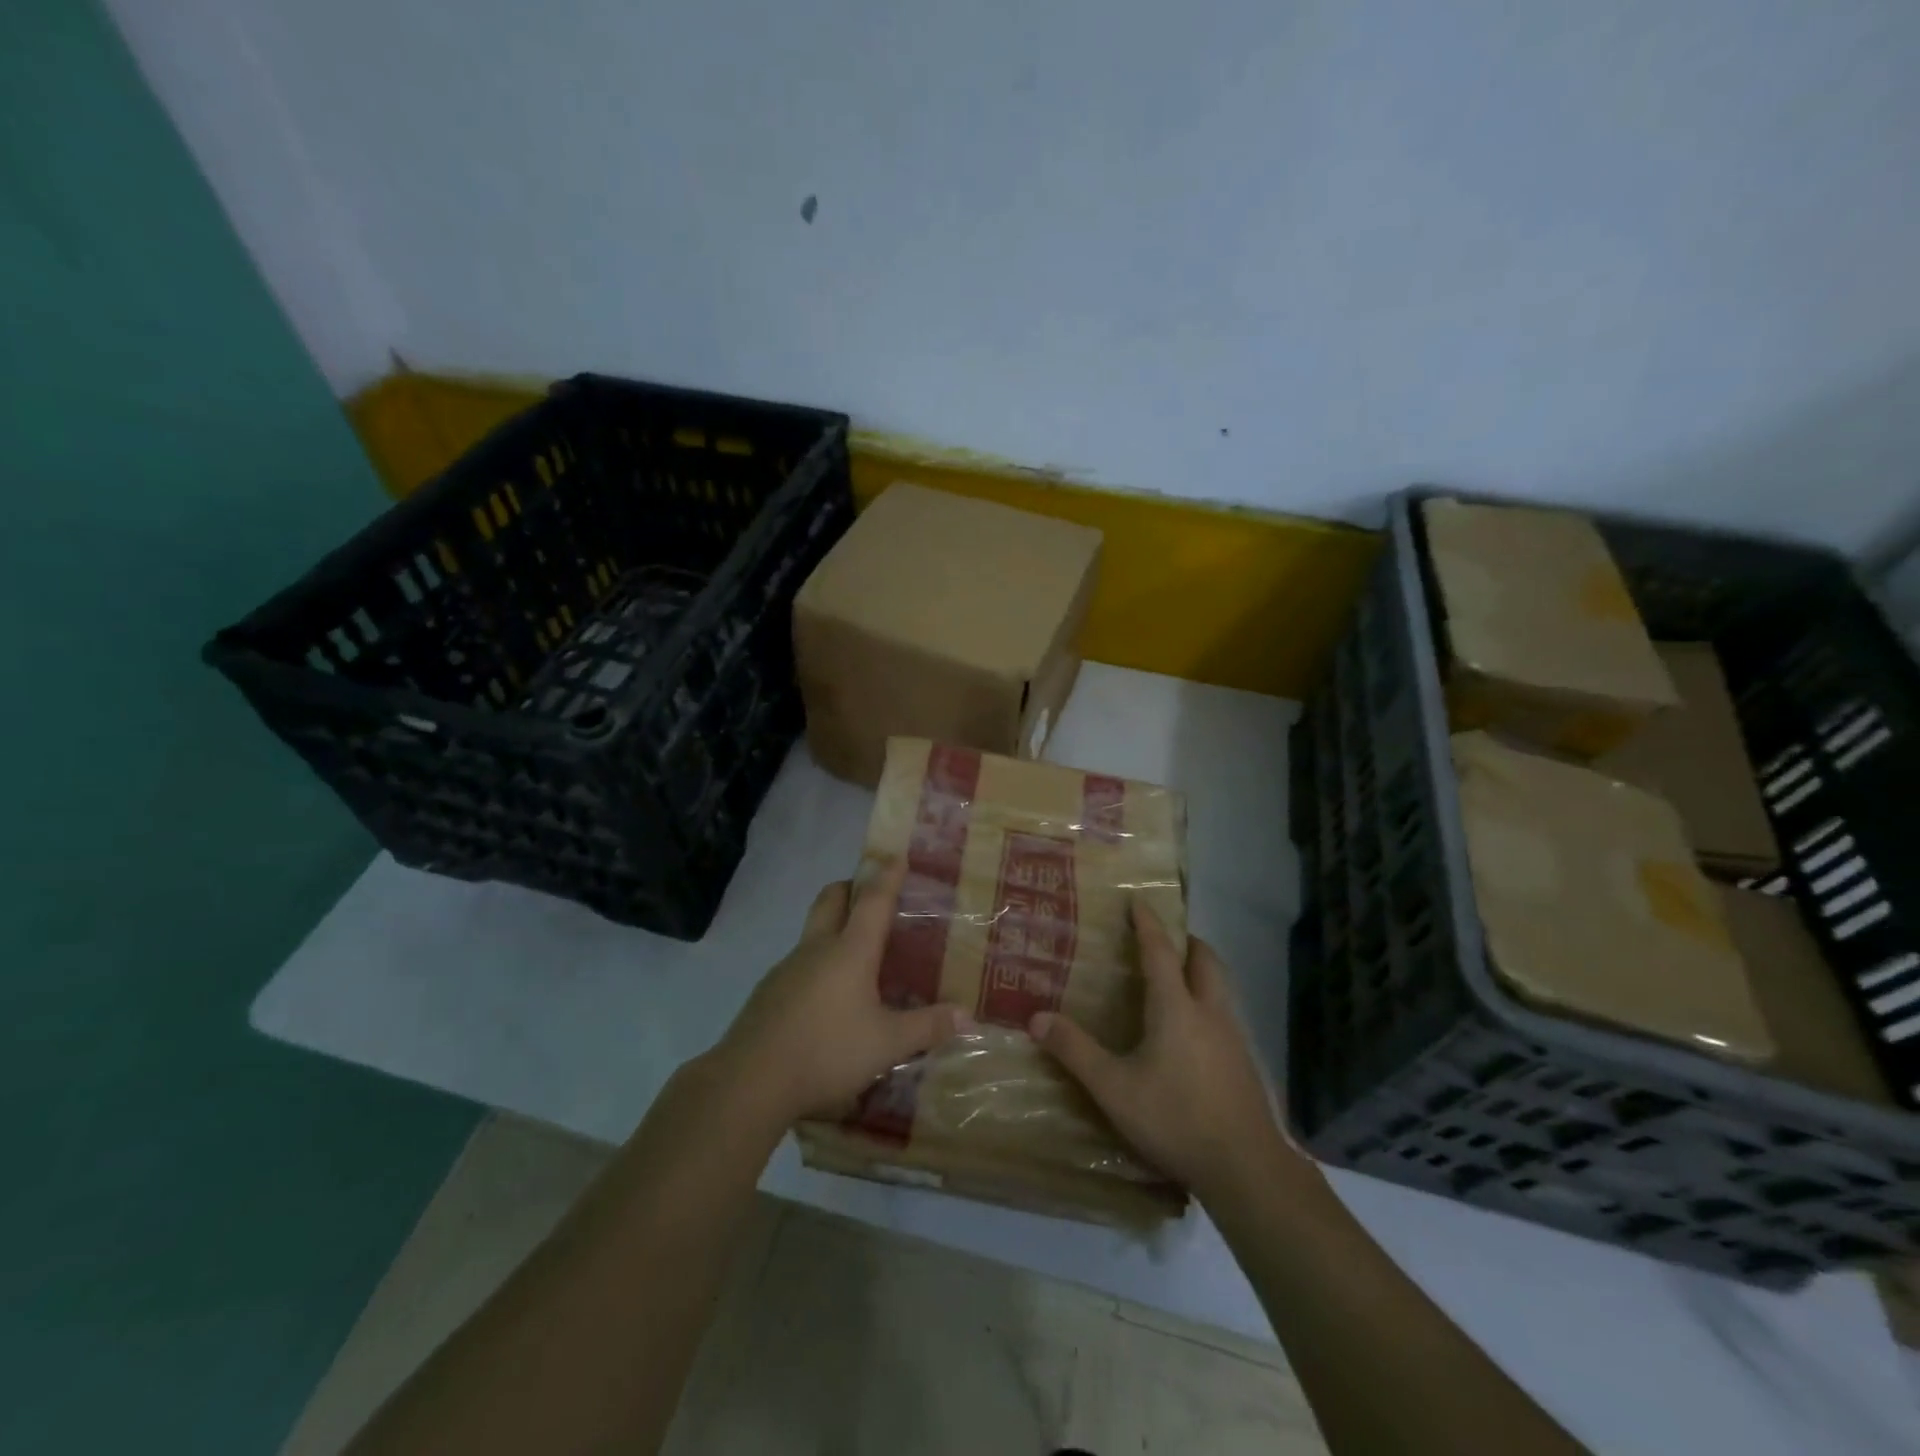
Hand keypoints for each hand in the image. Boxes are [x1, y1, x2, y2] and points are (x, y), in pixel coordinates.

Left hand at [715, 863, 967, 1125]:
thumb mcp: (887, 1044)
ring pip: (812, 931)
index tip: (896, 855)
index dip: (887, 876)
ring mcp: (787, 968)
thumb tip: (967, 1015)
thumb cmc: (827, 1051)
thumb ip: (927, 1027)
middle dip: (851, 887)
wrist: (750, 1080)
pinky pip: (799, 963)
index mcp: (850, 951)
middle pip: (831, 898)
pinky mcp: (768, 992)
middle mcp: (817, 948)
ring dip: (833, 926)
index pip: (873, 900)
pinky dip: (817, 963)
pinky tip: (827, 997)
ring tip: (856, 952)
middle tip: (870, 895)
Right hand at [1030, 901, 1305, 1200]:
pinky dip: (1208, 1002)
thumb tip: (1036, 1017)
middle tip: (1164, 939)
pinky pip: (1226, 1014)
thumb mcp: (1114, 1088)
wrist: (1246, 1168)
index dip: (1148, 923)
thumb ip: (1075, 1051)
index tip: (1138, 901)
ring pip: (1220, 986)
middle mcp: (1209, 1012)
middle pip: (1205, 960)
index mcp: (1176, 1008)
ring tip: (1177, 978)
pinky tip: (1193, 1030)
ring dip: (1201, 971)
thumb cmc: (1176, 1119)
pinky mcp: (1244, 1063)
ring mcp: (1233, 1037)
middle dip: (1186, 941)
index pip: (1160, 951)